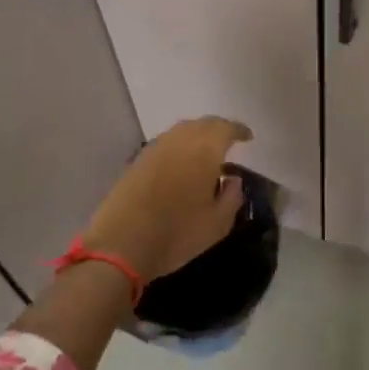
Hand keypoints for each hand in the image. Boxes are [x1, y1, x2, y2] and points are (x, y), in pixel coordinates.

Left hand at [84, 117, 252, 284]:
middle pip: (202, 124)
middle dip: (218, 129)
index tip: (247, 137)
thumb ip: (232, 197)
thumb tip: (234, 179)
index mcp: (203, 150)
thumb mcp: (217, 224)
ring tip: (206, 152)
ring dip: (197, 135)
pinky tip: (181, 163)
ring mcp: (155, 148)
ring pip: (181, 131)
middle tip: (228, 141)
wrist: (120, 245)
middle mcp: (179, 141)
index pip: (225, 128)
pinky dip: (179, 146)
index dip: (238, 130)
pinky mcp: (137, 161)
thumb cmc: (176, 234)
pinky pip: (165, 143)